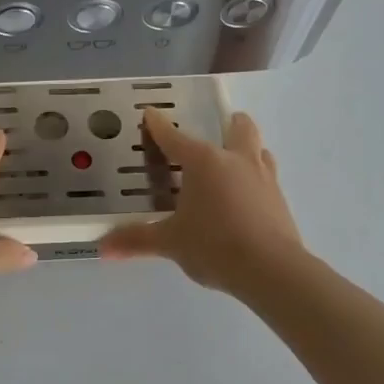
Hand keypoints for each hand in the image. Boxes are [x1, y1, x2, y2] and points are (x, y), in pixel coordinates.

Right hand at [99, 109, 306, 296]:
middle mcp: (235, 160)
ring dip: (248, 148)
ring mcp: (264, 178)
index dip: (158, 125)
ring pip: (260, 150)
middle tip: (221, 126)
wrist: (272, 270)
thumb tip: (102, 247)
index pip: (174, 137)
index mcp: (203, 162)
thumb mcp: (170, 242)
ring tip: (236, 160)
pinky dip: (257, 179)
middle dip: (230, 123)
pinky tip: (249, 197)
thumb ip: (137, 240)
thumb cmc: (214, 246)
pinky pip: (268, 178)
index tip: (150, 113)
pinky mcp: (280, 200)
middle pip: (239, 128)